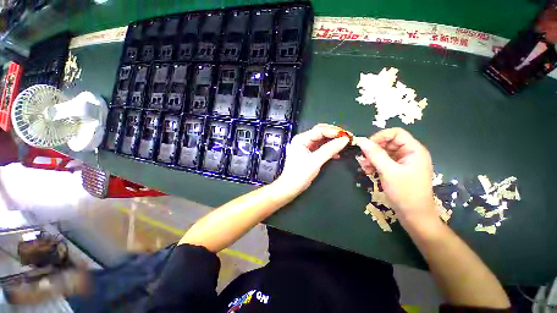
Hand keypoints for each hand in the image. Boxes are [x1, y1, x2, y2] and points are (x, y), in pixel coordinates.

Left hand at [275, 124, 349, 194]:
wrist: (291, 187)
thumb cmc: (299, 174)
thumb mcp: (315, 161)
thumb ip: (329, 150)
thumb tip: (344, 140)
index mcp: (301, 139)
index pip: (319, 130)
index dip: (333, 132)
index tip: (346, 135)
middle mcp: (303, 140)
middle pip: (321, 132)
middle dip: (334, 134)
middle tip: (347, 137)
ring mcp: (306, 146)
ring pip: (322, 140)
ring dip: (333, 141)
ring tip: (345, 143)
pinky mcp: (309, 153)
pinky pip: (321, 147)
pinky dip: (330, 148)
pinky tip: (338, 152)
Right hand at [355, 128, 436, 223]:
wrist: (413, 215)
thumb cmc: (405, 192)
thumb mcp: (388, 171)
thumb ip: (375, 154)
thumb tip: (361, 140)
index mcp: (413, 150)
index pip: (396, 133)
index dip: (380, 136)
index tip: (367, 146)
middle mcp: (409, 154)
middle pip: (388, 143)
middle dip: (374, 150)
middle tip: (363, 159)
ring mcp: (402, 162)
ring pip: (383, 153)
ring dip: (372, 158)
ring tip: (365, 168)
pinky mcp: (396, 170)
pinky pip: (383, 161)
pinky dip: (374, 164)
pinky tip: (368, 171)